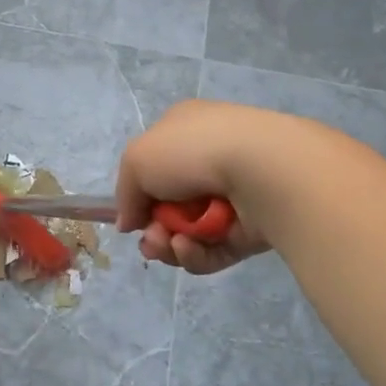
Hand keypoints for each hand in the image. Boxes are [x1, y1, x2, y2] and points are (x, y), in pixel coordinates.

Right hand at [115, 100, 277, 274]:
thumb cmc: (192, 151)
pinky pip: (213, 250)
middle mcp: (210, 161)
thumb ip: (125, 192)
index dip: (139, 195)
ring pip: (189, 233)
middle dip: (153, 229)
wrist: (260, 168)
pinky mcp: (251, 230)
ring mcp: (234, 196)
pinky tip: (189, 247)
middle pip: (169, 207)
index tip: (132, 217)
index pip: (155, 167)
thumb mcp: (137, 159)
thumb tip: (129, 222)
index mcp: (185, 132)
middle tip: (151, 240)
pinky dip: (196, 253)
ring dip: (170, 245)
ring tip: (169, 244)